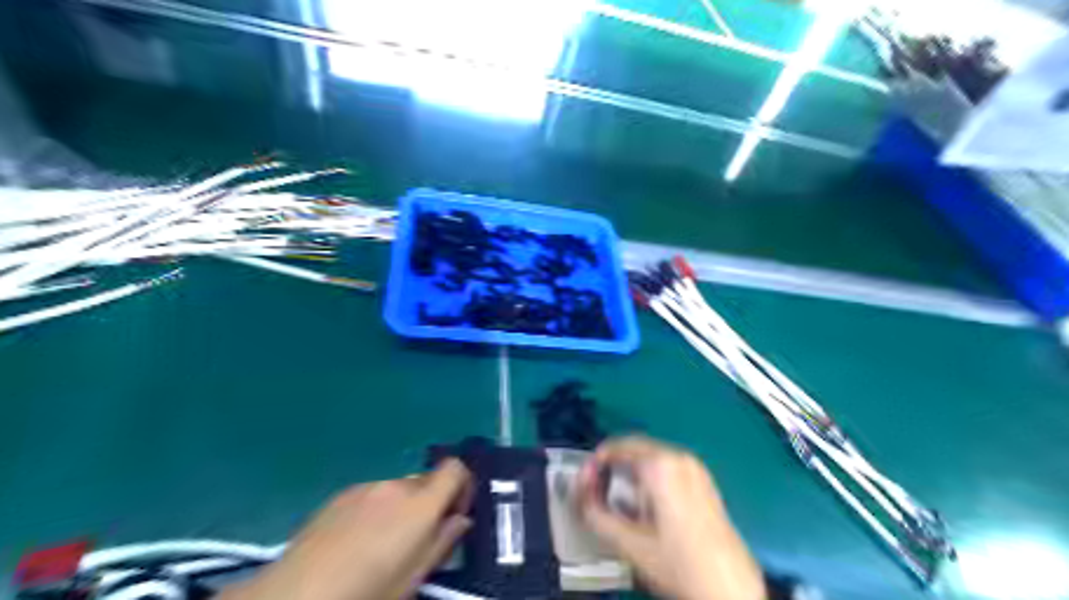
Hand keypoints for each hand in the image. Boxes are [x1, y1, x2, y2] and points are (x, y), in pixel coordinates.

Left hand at [220, 462, 471, 598]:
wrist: (295, 596)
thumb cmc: (366, 593)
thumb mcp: (414, 579)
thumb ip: (443, 543)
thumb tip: (460, 520)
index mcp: (421, 504)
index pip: (455, 469)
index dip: (462, 487)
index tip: (454, 516)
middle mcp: (396, 486)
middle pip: (426, 481)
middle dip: (431, 503)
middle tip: (418, 540)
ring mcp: (365, 487)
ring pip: (398, 489)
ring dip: (402, 508)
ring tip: (381, 546)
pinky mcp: (340, 495)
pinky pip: (372, 494)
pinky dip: (376, 509)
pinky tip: (356, 542)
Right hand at [582, 435, 763, 598]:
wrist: (730, 587)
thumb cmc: (677, 563)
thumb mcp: (629, 543)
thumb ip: (596, 515)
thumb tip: (579, 495)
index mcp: (660, 465)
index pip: (616, 447)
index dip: (594, 463)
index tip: (583, 484)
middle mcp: (679, 456)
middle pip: (634, 448)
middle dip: (612, 466)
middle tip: (596, 491)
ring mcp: (695, 467)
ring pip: (651, 456)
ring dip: (630, 471)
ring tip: (619, 500)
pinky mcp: (704, 480)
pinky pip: (668, 466)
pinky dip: (650, 476)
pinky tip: (646, 504)